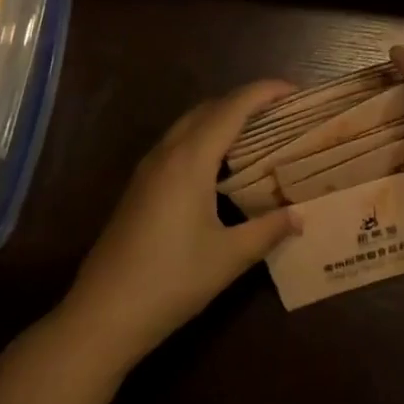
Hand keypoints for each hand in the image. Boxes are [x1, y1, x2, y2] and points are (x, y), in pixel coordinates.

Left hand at [59, 80, 303, 367]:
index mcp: (190, 160)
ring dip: (222, 118)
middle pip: (209, 108)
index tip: (294, 90)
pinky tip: (221, 166)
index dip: (264, 92)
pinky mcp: (139, 187)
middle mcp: (167, 153)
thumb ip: (268, 230)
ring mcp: (148, 169)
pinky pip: (177, 144)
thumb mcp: (229, 257)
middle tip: (280, 113)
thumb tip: (299, 215)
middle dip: (245, 101)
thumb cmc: (171, 280)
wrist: (103, 314)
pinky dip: (205, 138)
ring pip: (189, 124)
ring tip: (257, 134)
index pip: (232, 108)